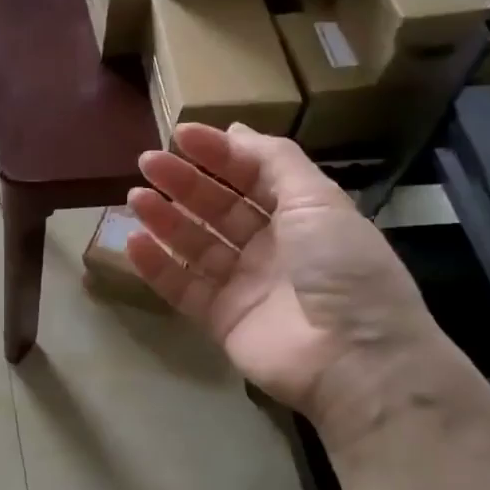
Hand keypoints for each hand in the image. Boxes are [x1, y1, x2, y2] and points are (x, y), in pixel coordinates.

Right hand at [127, 123, 446, 448]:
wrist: (354, 359)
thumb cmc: (342, 267)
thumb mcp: (318, 200)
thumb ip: (276, 161)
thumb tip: (237, 130)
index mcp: (300, 215)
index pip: (251, 175)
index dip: (218, 153)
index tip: (180, 135)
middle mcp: (271, 246)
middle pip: (218, 207)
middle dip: (184, 183)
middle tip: (148, 163)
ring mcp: (244, 285)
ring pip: (195, 245)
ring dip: (165, 219)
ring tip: (135, 197)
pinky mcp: (221, 319)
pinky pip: (183, 287)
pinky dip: (157, 266)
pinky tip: (135, 242)